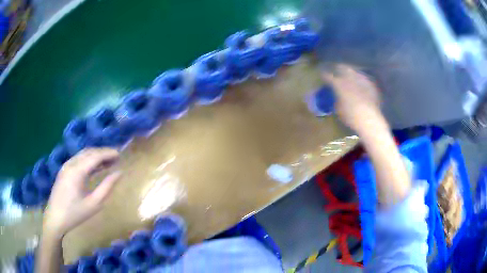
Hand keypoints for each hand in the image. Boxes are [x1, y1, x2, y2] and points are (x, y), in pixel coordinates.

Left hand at [43, 148, 120, 237]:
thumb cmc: (75, 214)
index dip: (108, 153)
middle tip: (116, 157)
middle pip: (89, 152)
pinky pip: (78, 159)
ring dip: (96, 155)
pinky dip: (88, 160)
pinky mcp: (64, 170)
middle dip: (103, 152)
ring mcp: (66, 165)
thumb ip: (107, 187)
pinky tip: (95, 167)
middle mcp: (71, 163)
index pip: (95, 156)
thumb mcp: (94, 204)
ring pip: (83, 154)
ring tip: (108, 162)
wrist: (55, 218)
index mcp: (77, 171)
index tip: (120, 154)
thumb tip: (119, 173)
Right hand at [322, 64, 382, 132]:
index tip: (323, 76)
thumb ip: (336, 100)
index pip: (328, 76)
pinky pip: (364, 79)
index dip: (324, 75)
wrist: (369, 119)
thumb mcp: (338, 109)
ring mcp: (361, 79)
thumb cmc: (350, 116)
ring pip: (354, 71)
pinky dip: (361, 81)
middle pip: (342, 67)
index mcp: (338, 84)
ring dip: (351, 73)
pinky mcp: (371, 84)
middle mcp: (350, 77)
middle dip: (338, 68)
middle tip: (336, 71)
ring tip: (350, 77)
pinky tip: (362, 86)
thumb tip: (337, 97)